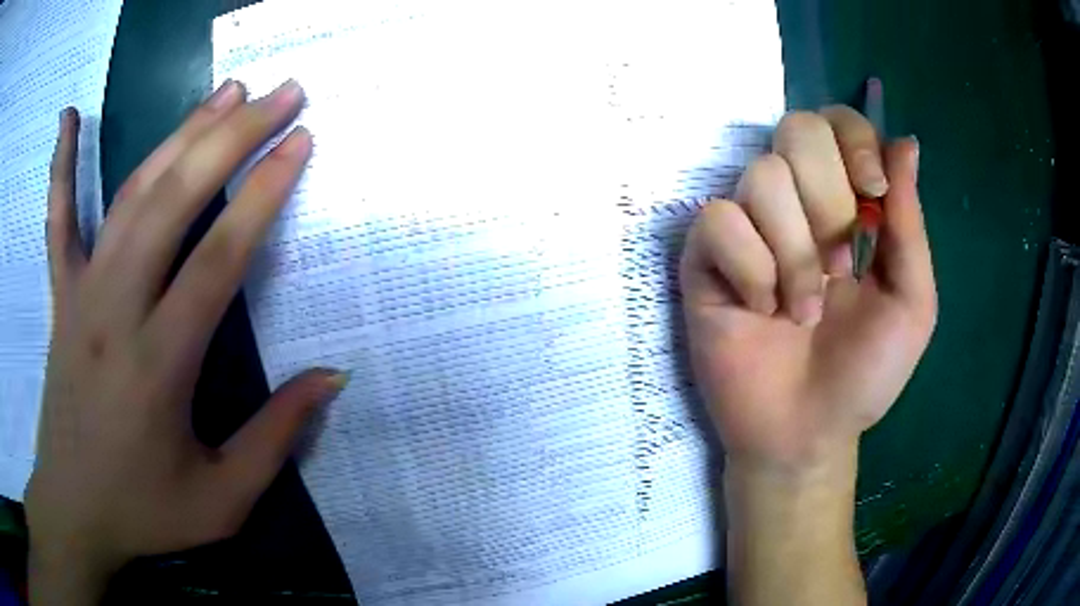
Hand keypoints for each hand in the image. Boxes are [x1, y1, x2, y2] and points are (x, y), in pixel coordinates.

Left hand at [26, 80, 346, 603]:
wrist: (74, 510)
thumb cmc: (145, 511)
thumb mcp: (222, 500)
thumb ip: (275, 439)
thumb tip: (332, 377)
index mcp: (158, 365)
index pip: (217, 257)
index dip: (262, 193)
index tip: (300, 141)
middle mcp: (115, 310)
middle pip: (174, 201)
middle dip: (232, 135)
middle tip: (280, 92)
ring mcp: (80, 294)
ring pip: (130, 195)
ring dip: (180, 133)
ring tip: (226, 90)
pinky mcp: (60, 295)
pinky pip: (58, 220)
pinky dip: (62, 165)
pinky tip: (68, 117)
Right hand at [680, 107, 936, 478]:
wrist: (804, 432)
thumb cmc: (866, 374)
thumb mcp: (910, 304)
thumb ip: (909, 226)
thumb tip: (905, 143)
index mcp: (847, 205)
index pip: (838, 123)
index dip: (854, 141)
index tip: (874, 195)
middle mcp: (797, 203)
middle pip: (796, 130)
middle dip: (827, 199)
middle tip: (838, 268)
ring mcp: (748, 227)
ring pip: (761, 179)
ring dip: (793, 253)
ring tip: (802, 310)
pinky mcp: (704, 258)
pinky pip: (718, 222)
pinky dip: (749, 269)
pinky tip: (758, 310)